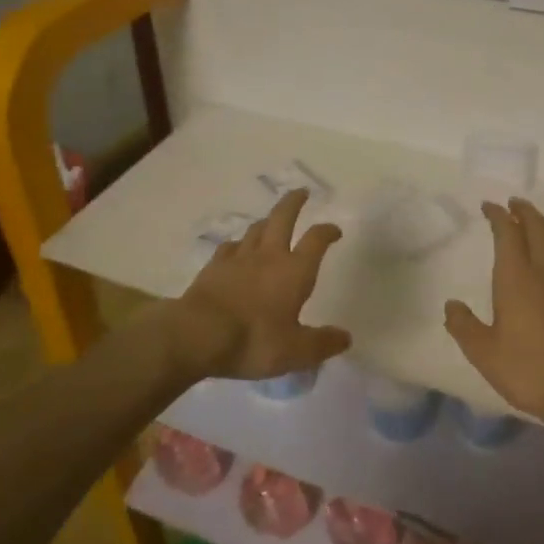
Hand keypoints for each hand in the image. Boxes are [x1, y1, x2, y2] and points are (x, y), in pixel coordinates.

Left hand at [171, 189, 351, 381]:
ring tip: (272, 221)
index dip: (327, 231)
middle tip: (301, 192)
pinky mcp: (214, 267)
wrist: (198, 334)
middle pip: (283, 218)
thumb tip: (345, 338)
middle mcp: (269, 256)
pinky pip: (229, 247)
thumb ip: (322, 344)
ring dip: (267, 221)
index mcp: (294, 271)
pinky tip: (236, 249)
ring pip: (256, 229)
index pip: (316, 240)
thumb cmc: (254, 340)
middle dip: (294, 203)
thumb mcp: (295, 351)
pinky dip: (238, 244)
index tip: (334, 230)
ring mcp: (238, 258)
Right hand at [443, 198, 543, 427]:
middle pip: (537, 229)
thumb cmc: (527, 368)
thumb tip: (451, 305)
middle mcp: (543, 273)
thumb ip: (464, 326)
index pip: (508, 234)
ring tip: (534, 223)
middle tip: (514, 203)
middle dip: (525, 212)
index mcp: (516, 278)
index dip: (499, 216)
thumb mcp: (483, 352)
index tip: (489, 206)